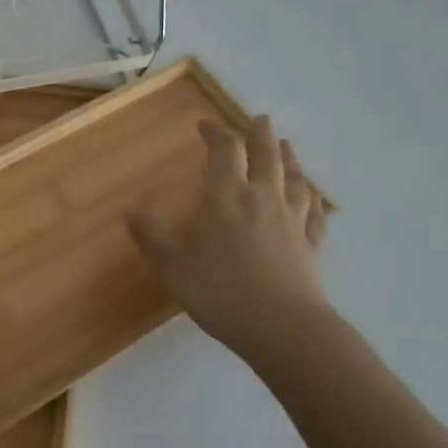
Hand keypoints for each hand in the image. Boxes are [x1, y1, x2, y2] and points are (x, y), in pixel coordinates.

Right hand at [127, 115, 333, 369]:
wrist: (284, 329)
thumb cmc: (220, 290)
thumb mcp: (172, 265)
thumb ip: (151, 236)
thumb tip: (131, 211)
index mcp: (225, 196)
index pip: (224, 152)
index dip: (216, 134)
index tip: (205, 125)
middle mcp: (261, 198)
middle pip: (265, 156)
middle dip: (260, 135)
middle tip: (260, 119)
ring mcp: (292, 221)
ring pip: (294, 180)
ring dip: (290, 159)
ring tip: (287, 147)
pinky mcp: (312, 246)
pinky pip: (316, 214)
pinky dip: (313, 200)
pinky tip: (313, 198)